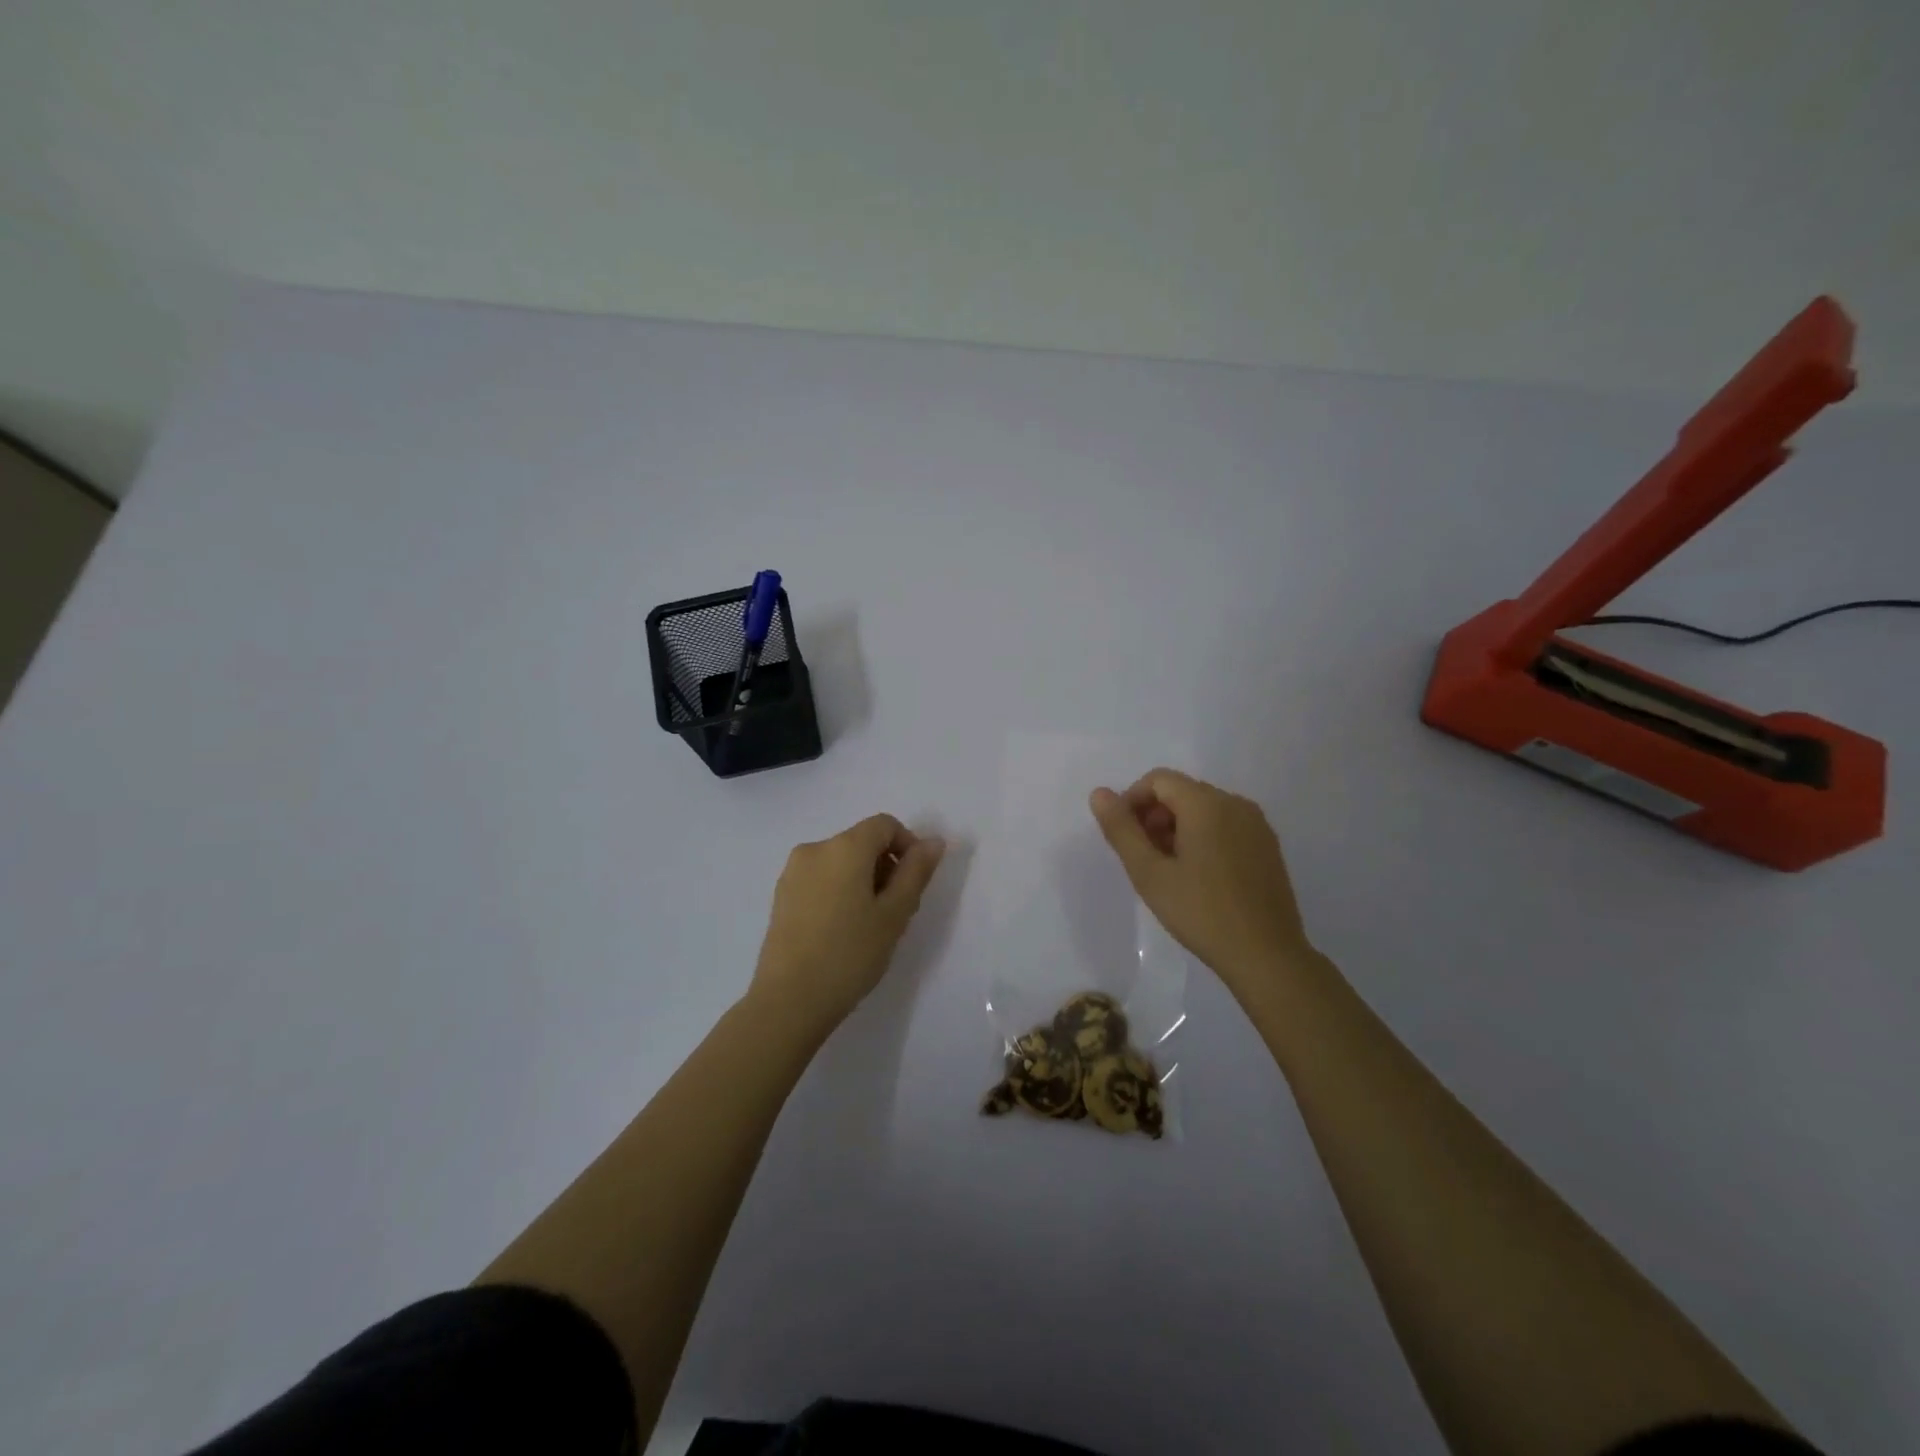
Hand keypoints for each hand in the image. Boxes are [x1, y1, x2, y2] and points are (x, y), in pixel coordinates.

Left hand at [749, 813, 945, 1034]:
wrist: (788, 1001)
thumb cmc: (850, 954)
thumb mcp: (894, 914)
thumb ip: (916, 872)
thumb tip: (933, 841)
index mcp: (844, 847)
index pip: (885, 825)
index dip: (908, 846)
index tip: (915, 883)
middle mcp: (815, 849)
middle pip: (862, 841)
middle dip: (886, 866)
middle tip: (897, 910)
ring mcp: (792, 872)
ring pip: (840, 862)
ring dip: (863, 880)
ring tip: (870, 925)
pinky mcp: (781, 896)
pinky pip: (820, 879)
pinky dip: (839, 891)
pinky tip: (842, 930)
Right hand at [1089, 769, 1314, 999]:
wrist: (1266, 955)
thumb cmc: (1201, 912)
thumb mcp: (1149, 873)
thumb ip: (1121, 829)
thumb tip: (1099, 794)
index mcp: (1206, 803)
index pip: (1158, 780)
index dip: (1132, 801)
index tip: (1124, 837)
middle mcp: (1235, 803)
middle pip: (1182, 792)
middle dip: (1155, 816)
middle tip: (1143, 858)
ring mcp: (1257, 824)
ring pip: (1204, 809)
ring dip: (1177, 828)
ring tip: (1168, 870)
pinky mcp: (1268, 846)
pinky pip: (1226, 825)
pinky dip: (1203, 837)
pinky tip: (1198, 876)